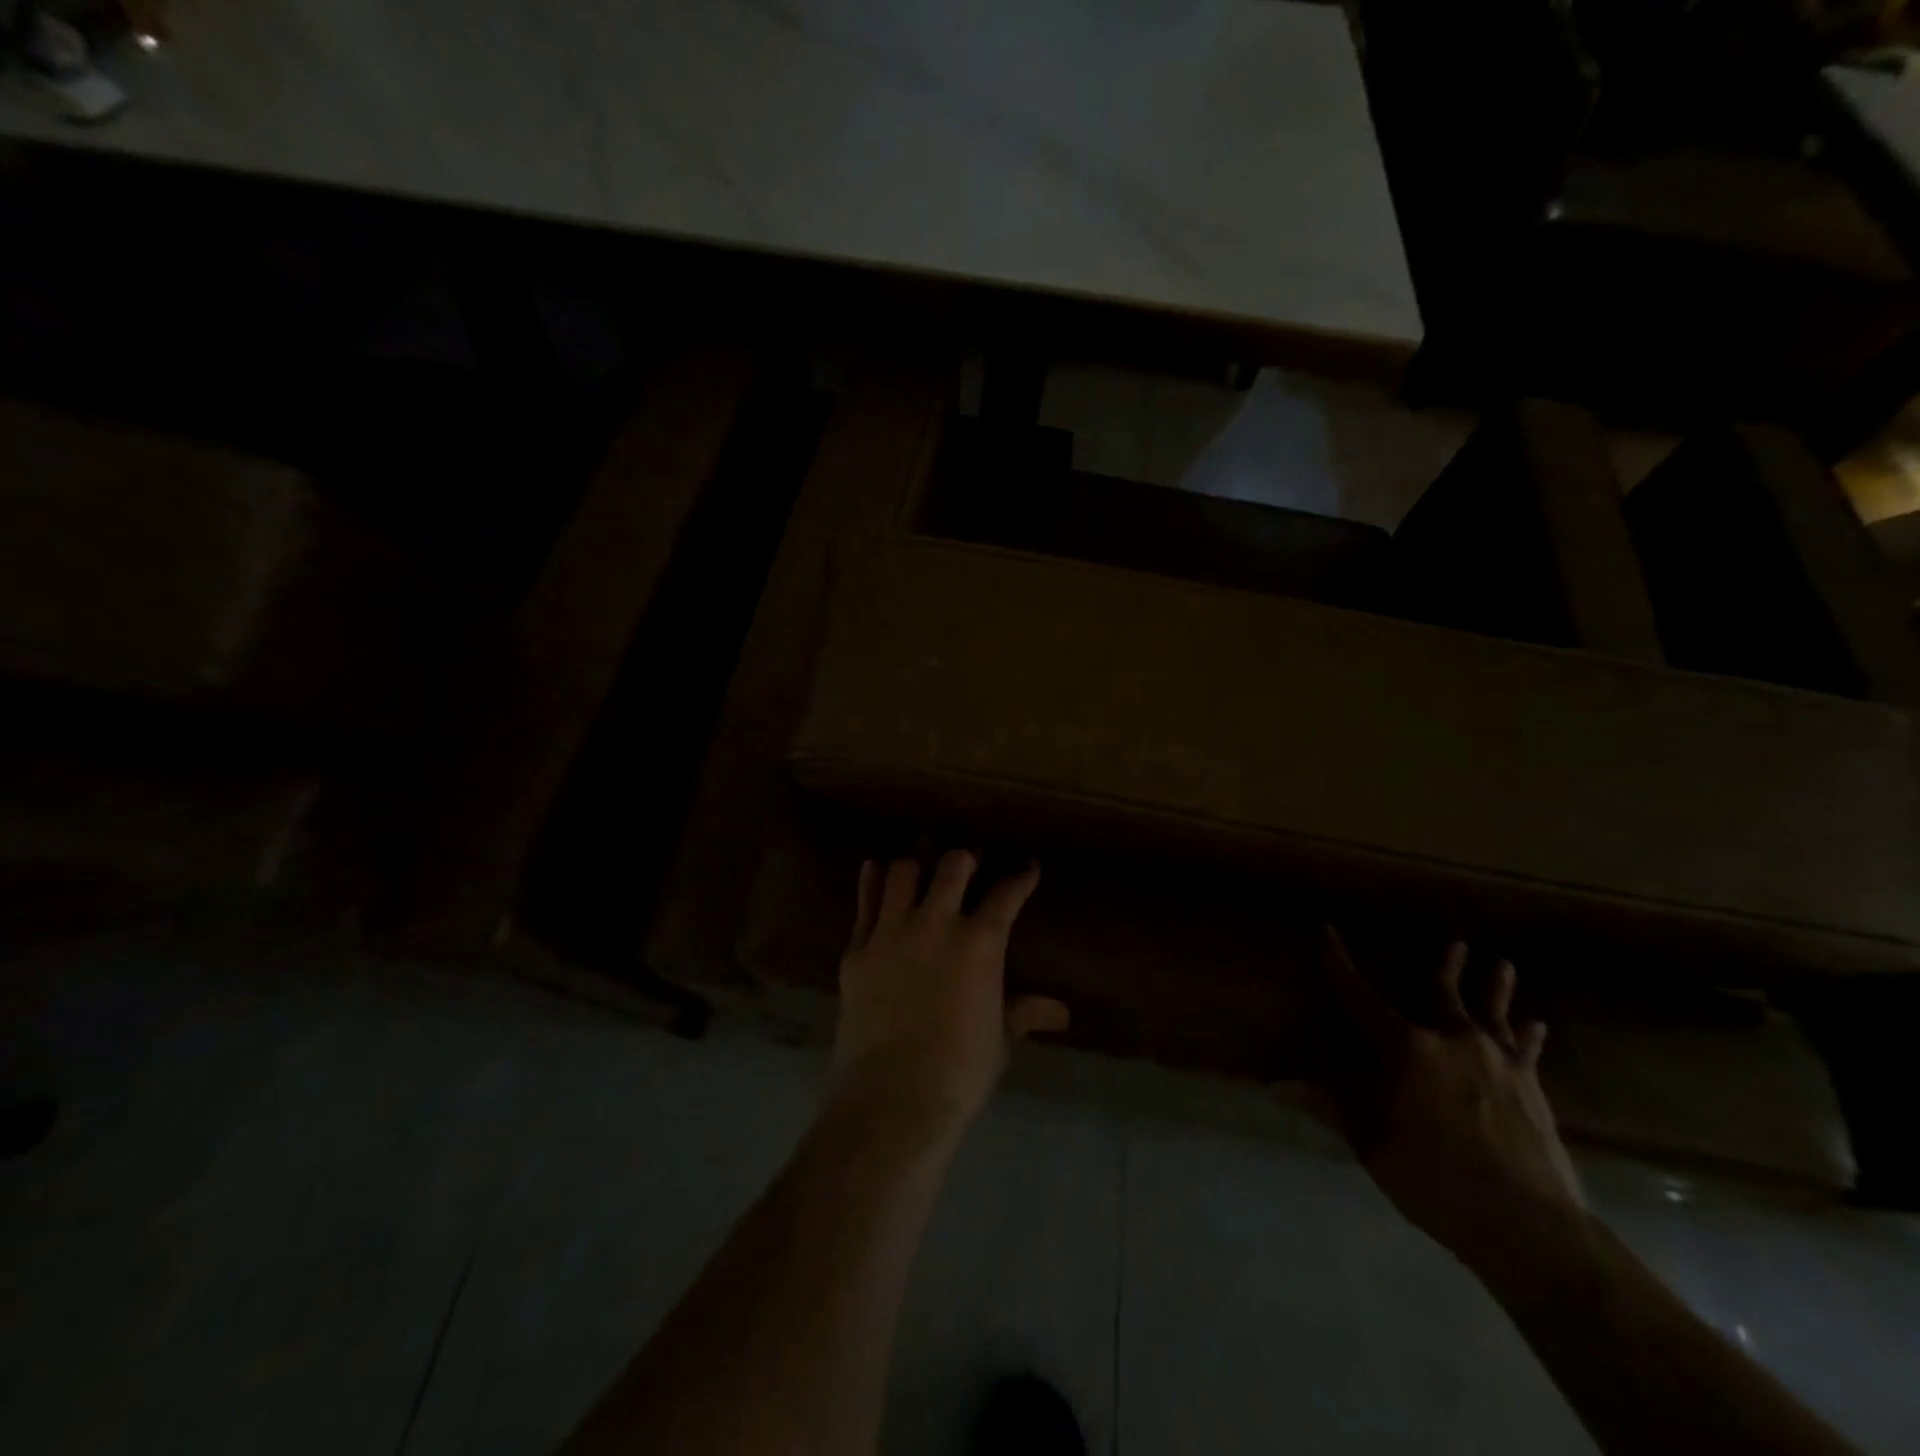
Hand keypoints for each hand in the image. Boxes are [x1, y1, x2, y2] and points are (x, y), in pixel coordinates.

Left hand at [830, 851, 1068, 1147]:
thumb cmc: (958, 1071)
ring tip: (923, 859)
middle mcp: (937, 924)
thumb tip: (1061, 1013)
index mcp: (980, 944)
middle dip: (966, 857)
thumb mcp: (999, 1040)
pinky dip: (873, 881)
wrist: (892, 1096)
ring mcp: (892, 932)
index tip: (1026, 866)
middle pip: (953, 866)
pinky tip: (876, 868)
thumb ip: (1024, 1013)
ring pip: (904, 871)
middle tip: (970, 859)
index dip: (1020, 877)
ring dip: (917, 861)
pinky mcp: (858, 948)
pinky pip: (866, 901)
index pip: (1006, 895)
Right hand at [1312, 928, 1583, 1269]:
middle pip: (1441, 991)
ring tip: (1500, 963)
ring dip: (1493, 986)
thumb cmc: (1434, 1178)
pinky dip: (1528, 1034)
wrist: (1528, 1224)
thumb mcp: (1371, 1142)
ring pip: (1491, 1011)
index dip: (1338, 964)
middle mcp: (1452, 1040)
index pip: (1360, 996)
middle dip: (1442, 964)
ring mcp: (1497, 1060)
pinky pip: (1526, 1049)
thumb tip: (1280, 1084)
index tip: (1327, 931)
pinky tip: (1535, 1024)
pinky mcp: (1530, 1087)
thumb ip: (1333, 1104)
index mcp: (1406, 1048)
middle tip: (1453, 941)